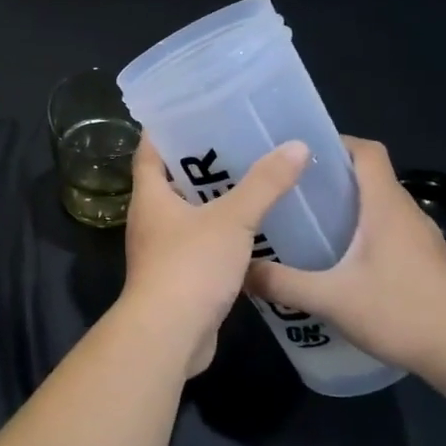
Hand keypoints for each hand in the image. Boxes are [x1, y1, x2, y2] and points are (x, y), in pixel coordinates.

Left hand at [121, 136, 308, 376]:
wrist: (169, 335)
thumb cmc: (190, 266)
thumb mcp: (232, 219)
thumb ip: (264, 184)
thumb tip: (296, 146)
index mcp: (150, 197)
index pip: (149, 151)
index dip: (165, 129)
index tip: (190, 110)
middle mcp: (149, 220)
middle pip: (169, 181)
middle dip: (199, 163)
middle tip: (237, 142)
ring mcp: (160, 251)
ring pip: (186, 215)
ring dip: (212, 201)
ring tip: (251, 181)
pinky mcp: (176, 278)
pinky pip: (198, 245)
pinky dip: (220, 234)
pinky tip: (251, 231)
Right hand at [245, 136, 445, 378]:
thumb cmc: (402, 313)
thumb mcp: (331, 299)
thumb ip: (282, 284)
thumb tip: (240, 270)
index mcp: (386, 206)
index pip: (366, 151)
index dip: (335, 143)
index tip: (298, 154)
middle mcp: (407, 213)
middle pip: (369, 177)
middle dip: (330, 178)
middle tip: (289, 192)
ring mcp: (423, 239)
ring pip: (379, 207)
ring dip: (347, 209)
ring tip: (307, 225)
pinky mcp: (428, 263)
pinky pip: (390, 232)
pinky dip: (363, 234)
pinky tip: (340, 263)